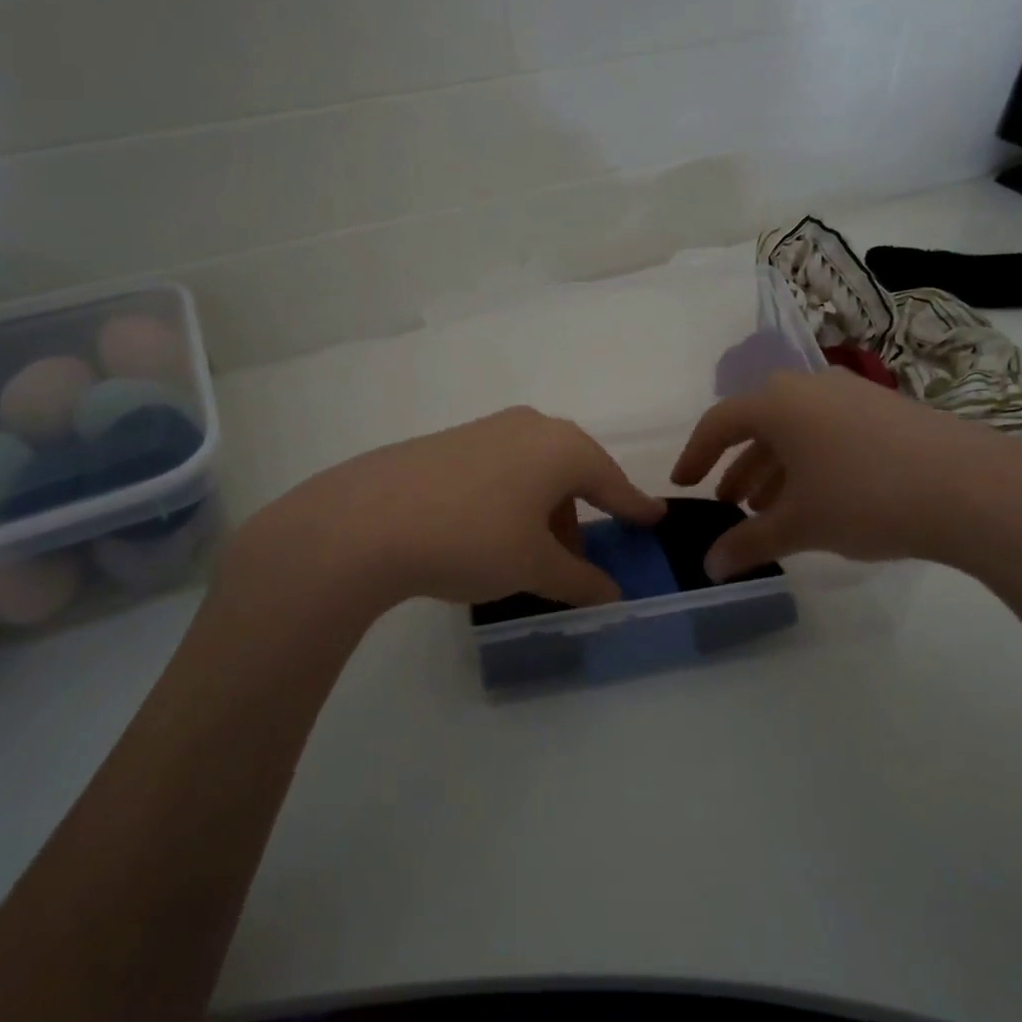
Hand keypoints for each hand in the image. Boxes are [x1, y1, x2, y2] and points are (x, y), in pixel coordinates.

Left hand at [219, 407, 664, 617]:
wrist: (366, 520)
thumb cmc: (472, 539)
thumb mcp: (533, 567)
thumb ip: (580, 580)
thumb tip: (612, 595)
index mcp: (562, 448)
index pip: (612, 482)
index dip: (635, 507)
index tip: (655, 519)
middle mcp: (530, 426)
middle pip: (572, 473)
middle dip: (580, 515)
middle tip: (579, 556)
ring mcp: (486, 429)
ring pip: (534, 470)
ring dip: (543, 510)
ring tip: (529, 554)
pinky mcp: (449, 441)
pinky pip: (500, 468)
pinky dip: (511, 498)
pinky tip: (488, 532)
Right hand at [671, 368, 1021, 581]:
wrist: (973, 488)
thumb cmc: (865, 498)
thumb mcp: (799, 524)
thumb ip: (749, 544)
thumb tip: (710, 567)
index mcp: (778, 403)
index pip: (719, 422)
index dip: (695, 455)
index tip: (684, 485)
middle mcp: (810, 388)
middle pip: (759, 424)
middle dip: (739, 467)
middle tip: (729, 505)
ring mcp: (852, 395)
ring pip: (796, 430)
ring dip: (775, 468)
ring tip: (770, 510)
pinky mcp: (887, 411)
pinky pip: (830, 431)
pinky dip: (811, 463)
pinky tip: (821, 498)